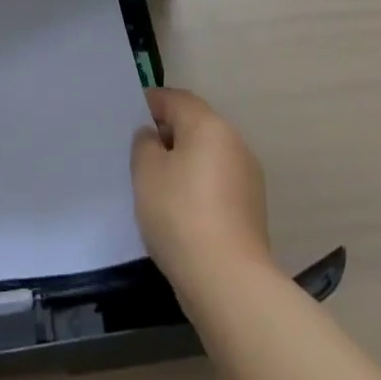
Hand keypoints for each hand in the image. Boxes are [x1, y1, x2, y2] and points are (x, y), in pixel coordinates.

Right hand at [131, 87, 273, 284]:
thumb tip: (154, 137)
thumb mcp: (146, 172)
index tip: (129, 118)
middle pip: (195, 124)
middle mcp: (234, 142)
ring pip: (207, 154)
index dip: (150, 104)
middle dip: (168, 133)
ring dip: (184, 161)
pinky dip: (198, 185)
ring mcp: (247, 176)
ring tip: (156, 183)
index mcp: (209, 125)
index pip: (176, 99)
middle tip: (139, 152)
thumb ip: (145, 144)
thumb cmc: (180, 214)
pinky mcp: (251, 207)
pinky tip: (179, 208)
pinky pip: (217, 181)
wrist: (228, 280)